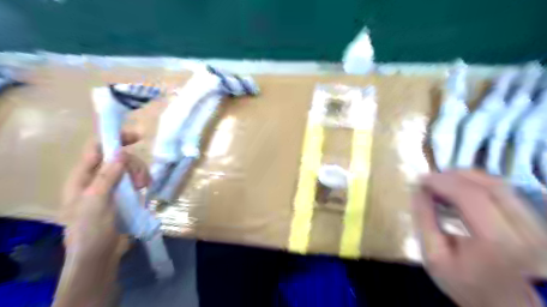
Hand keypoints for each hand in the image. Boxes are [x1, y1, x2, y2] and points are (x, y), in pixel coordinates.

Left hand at [61, 131, 147, 261]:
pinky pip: (136, 181)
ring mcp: (112, 188)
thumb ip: (108, 176)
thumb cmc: (91, 230)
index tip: (137, 137)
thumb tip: (121, 152)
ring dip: (140, 174)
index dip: (114, 139)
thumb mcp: (97, 201)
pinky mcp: (124, 196)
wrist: (99, 256)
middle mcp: (97, 179)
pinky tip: (145, 191)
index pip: (97, 149)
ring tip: (144, 188)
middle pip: (119, 158)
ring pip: (130, 169)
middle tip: (141, 181)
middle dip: (133, 165)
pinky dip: (143, 182)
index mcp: (83, 177)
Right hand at [415, 170, 546, 306]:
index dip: (443, 181)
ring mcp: (537, 226)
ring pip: (501, 185)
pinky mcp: (537, 224)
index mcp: (498, 242)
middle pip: (490, 185)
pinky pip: (506, 193)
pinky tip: (461, 191)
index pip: (471, 196)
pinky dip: (479, 185)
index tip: (420, 179)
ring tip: (443, 183)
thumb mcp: (434, 257)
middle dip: (454, 175)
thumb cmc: (467, 286)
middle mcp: (527, 230)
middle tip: (430, 179)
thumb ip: (424, 221)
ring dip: (467, 178)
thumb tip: (417, 190)